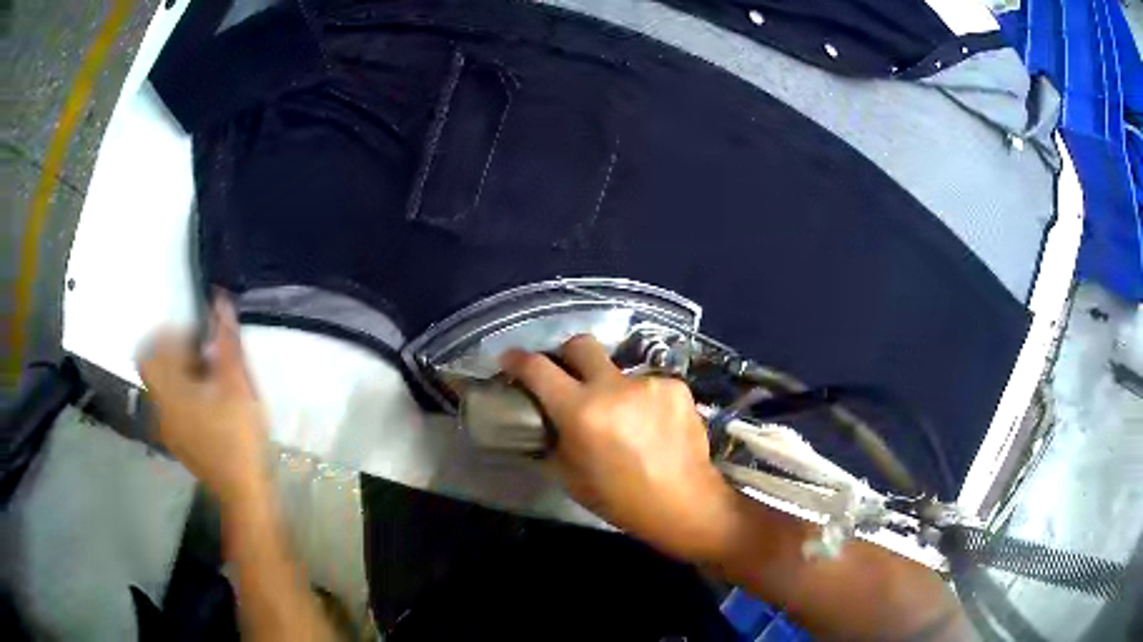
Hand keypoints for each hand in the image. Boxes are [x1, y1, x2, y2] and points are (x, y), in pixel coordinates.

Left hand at [137, 295, 268, 505]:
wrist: (244, 492)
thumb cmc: (237, 435)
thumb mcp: (237, 384)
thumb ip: (226, 342)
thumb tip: (219, 301)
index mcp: (167, 391)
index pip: (148, 350)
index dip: (168, 337)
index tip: (196, 338)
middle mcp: (160, 408)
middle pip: (157, 368)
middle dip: (180, 355)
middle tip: (210, 357)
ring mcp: (168, 428)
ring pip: (166, 388)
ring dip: (185, 375)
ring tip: (215, 382)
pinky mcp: (179, 443)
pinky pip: (174, 407)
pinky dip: (188, 396)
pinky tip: (213, 407)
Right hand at [501, 335, 740, 562]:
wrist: (685, 504)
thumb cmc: (621, 500)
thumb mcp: (571, 477)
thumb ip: (552, 441)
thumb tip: (544, 421)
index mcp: (582, 412)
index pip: (538, 369)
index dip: (518, 360)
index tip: (510, 360)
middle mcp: (614, 387)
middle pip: (581, 343)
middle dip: (567, 355)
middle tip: (567, 377)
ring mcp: (650, 383)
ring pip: (617, 371)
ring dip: (611, 388)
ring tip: (623, 420)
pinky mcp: (677, 386)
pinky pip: (647, 384)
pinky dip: (641, 400)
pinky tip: (651, 426)